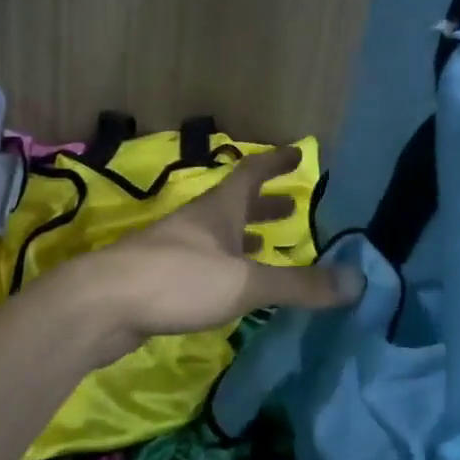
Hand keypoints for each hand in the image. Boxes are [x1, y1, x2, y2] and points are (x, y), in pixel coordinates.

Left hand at [47, 145, 362, 367]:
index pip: (252, 174)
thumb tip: (358, 282)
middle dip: (265, 206)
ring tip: (268, 246)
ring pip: (218, 237)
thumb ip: (298, 284)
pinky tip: (231, 287)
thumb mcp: (244, 281)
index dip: (276, 163)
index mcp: (218, 210)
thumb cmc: (176, 279)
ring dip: (244, 238)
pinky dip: (225, 268)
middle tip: (292, 210)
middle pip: (235, 205)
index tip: (298, 154)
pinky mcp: (159, 279)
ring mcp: (173, 250)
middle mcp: (196, 223)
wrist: (101, 305)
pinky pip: (203, 265)